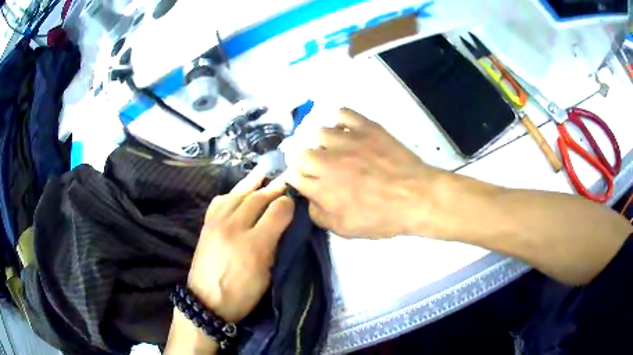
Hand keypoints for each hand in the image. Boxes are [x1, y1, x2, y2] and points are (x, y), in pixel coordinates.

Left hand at [187, 169, 294, 321]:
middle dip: (274, 187)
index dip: (288, 202)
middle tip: (285, 177)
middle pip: (257, 198)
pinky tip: (238, 191)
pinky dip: (232, 192)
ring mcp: (217, 223)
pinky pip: (220, 200)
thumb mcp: (267, 274)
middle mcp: (234, 228)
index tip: (294, 198)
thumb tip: (282, 222)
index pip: (276, 212)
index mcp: (255, 245)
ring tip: (264, 170)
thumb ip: (275, 244)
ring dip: (253, 182)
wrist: (206, 301)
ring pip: (238, 194)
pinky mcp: (207, 224)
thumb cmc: (242, 293)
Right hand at [284, 108, 443, 237]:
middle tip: (318, 168)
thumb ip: (319, 215)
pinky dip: (339, 120)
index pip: (292, 176)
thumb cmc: (382, 217)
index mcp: (320, 186)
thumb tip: (309, 200)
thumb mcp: (345, 230)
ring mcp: (347, 139)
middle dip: (303, 161)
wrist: (416, 197)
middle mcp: (327, 160)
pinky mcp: (365, 127)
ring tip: (333, 149)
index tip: (305, 182)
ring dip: (320, 142)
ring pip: (317, 132)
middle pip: (299, 152)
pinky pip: (342, 113)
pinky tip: (346, 131)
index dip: (296, 180)